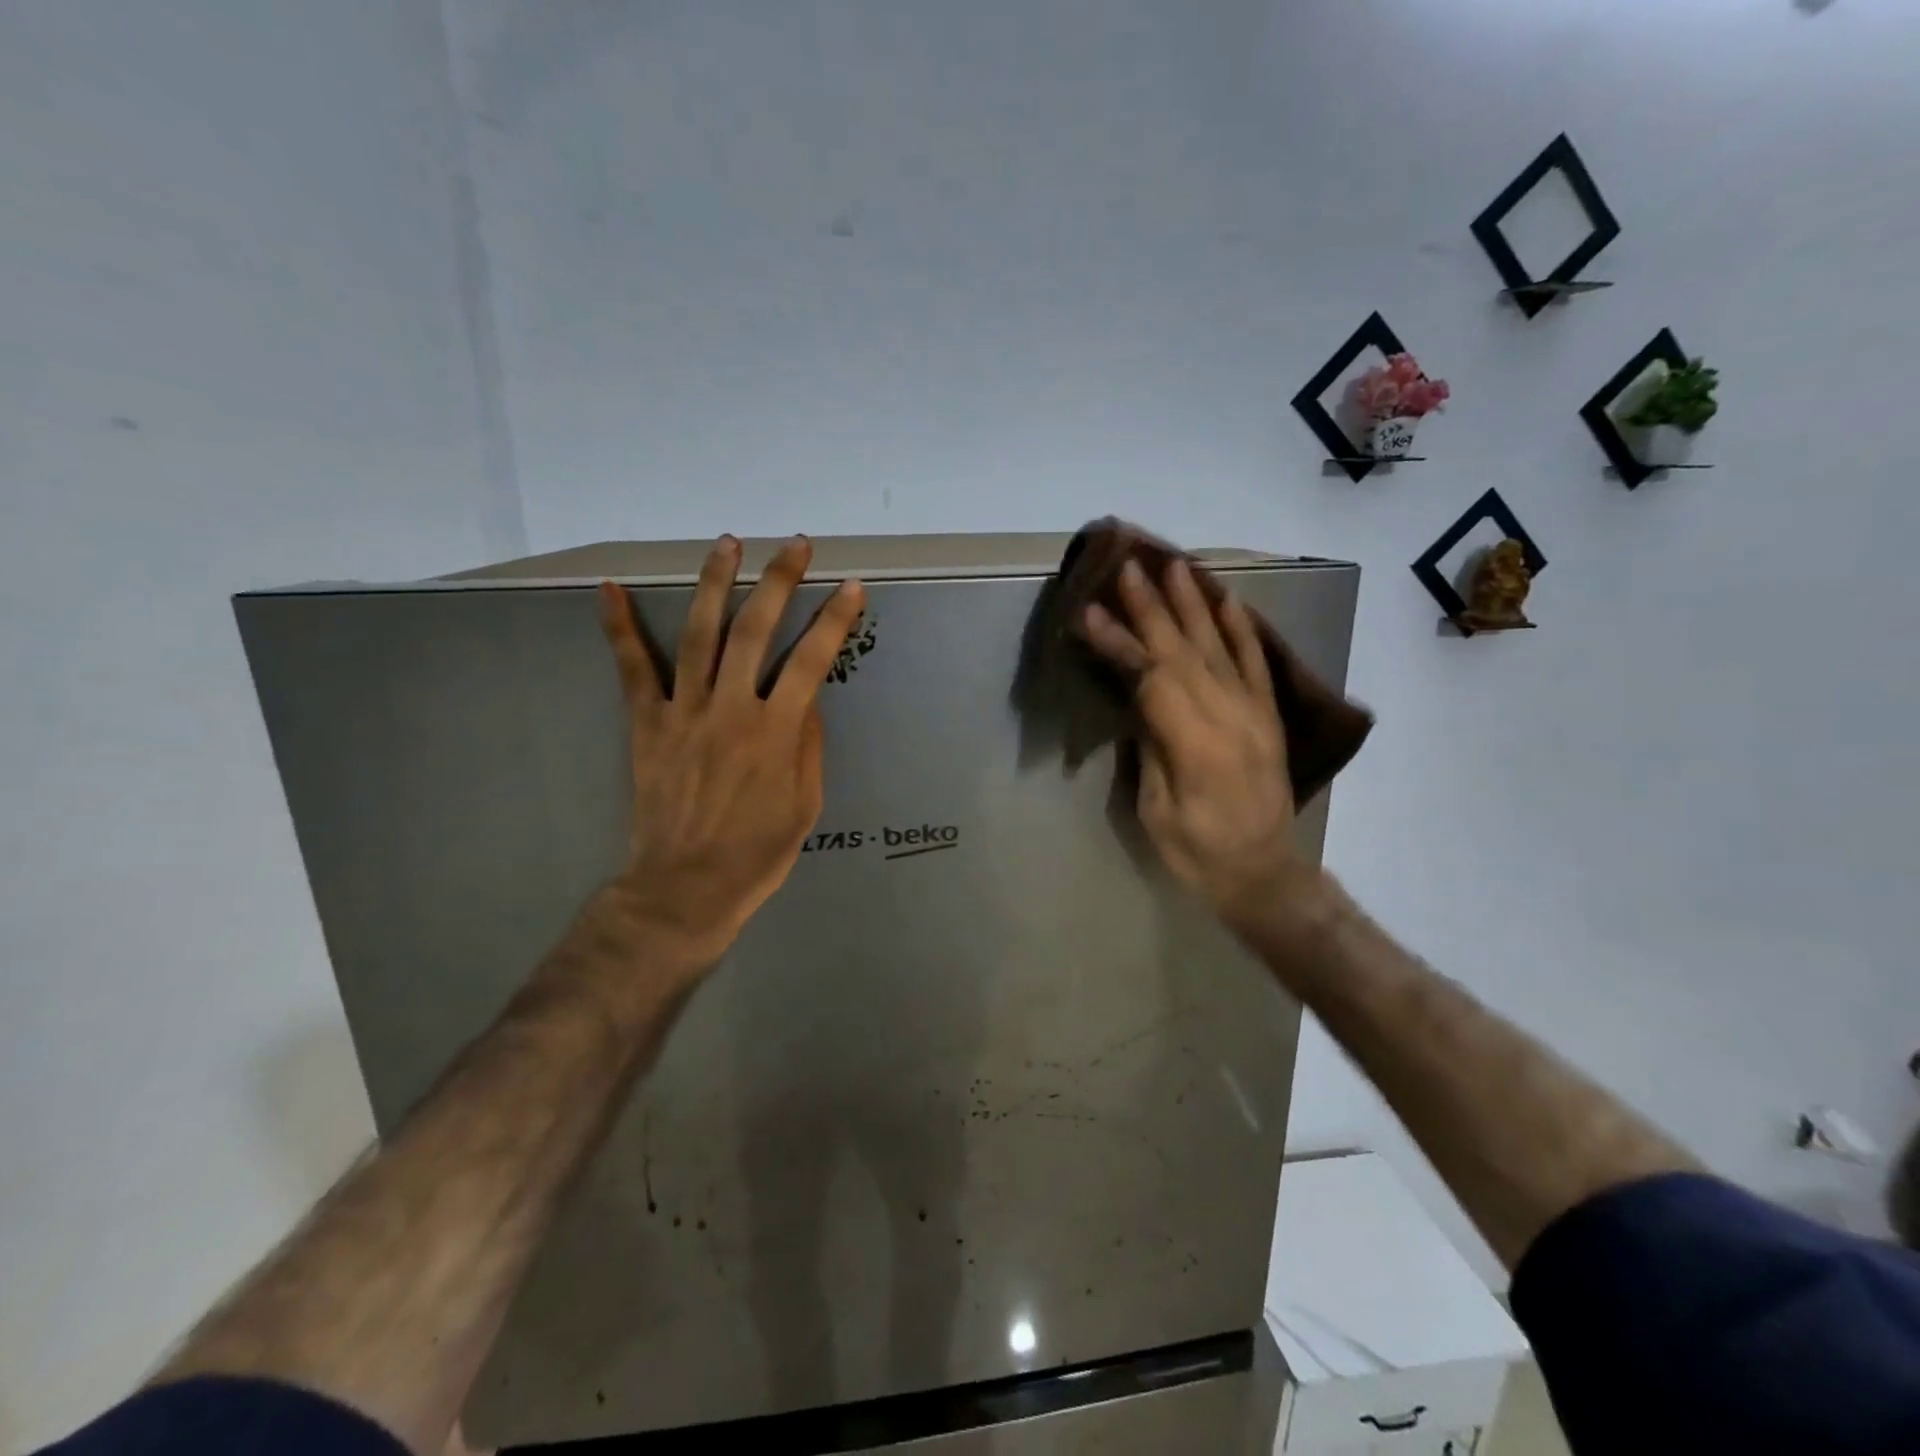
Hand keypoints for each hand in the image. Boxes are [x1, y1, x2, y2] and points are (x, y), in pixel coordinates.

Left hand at [597, 535, 865, 970]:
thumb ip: (809, 746)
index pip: (812, 660)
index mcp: (777, 732)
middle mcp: (731, 709)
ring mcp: (684, 711)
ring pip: (699, 633)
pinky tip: (609, 589)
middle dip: (779, 580)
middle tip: (796, 545)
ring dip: (714, 583)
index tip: (851, 587)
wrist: (686, 887)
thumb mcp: (806, 805)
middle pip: (756, 629)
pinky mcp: (647, 724)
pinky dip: (618, 628)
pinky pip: (632, 669)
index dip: (834, 620)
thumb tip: (808, 700)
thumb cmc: (757, 853)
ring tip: (727, 543)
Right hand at [1079, 558, 1302, 920]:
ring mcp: (1254, 713)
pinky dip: (1242, 630)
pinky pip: (1256, 664)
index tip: (1090, 612)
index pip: (1150, 677)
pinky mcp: (1268, 717)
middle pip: (1183, 651)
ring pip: (1219, 647)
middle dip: (1152, 607)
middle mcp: (1229, 717)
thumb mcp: (1156, 809)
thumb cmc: (1197, 853)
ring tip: (1175, 566)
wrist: (1263, 874)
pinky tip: (1229, 600)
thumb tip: (1138, 700)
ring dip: (1194, 604)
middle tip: (1129, 567)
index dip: (1119, 642)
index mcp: (1195, 744)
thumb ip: (1150, 747)